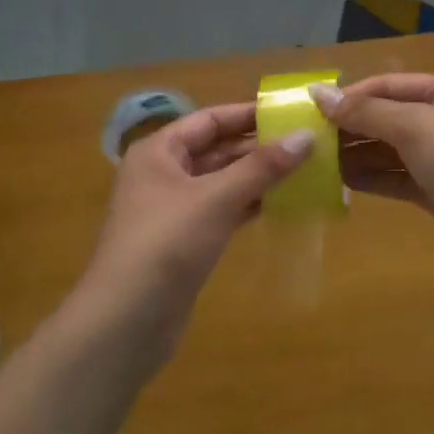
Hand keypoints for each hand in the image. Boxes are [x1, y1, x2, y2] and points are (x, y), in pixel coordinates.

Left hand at [70, 102, 311, 367]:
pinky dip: (249, 205)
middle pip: (217, 150)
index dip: (249, 114)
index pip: (209, 120)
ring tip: (305, 170)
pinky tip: (283, 204)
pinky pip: (223, 211)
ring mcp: (174, 209)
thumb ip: (262, 167)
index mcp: (159, 151)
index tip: (291, 112)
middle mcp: (164, 173)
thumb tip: (306, 136)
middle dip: (259, 147)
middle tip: (308, 143)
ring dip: (258, 177)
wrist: (126, 321)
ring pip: (222, 182)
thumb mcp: (216, 199)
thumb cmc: (166, 245)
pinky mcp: (185, 241)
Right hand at [317, 74, 433, 299]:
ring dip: (356, 155)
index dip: (351, 95)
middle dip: (351, 127)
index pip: (389, 85)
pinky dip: (372, 180)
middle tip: (306, 140)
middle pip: (389, 118)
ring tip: (314, 163)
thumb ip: (367, 112)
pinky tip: (340, 184)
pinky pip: (398, 180)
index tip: (310, 108)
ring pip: (390, 151)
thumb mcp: (417, 127)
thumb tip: (318, 94)